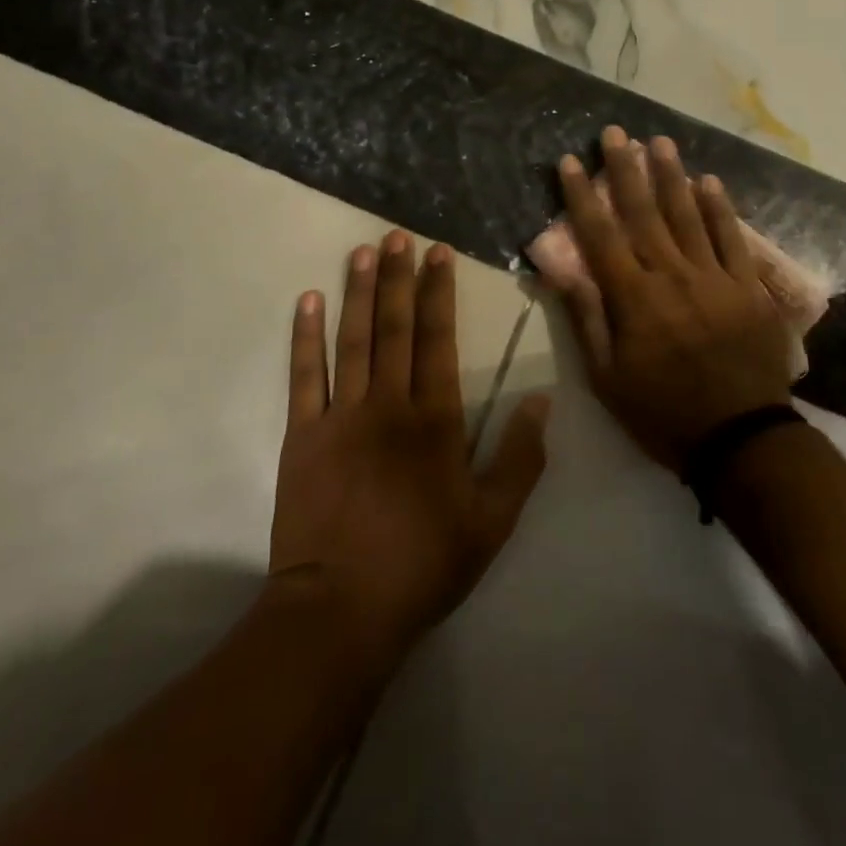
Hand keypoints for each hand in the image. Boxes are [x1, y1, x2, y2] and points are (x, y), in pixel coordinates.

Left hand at [269, 231, 550, 658]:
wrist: (341, 609)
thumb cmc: (423, 564)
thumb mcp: (492, 521)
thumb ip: (520, 458)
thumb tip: (542, 400)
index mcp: (434, 420)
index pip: (438, 339)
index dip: (438, 292)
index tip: (436, 254)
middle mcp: (388, 404)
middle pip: (395, 327)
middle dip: (398, 278)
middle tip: (397, 236)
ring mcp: (341, 416)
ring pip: (352, 340)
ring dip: (358, 293)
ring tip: (361, 251)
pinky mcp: (302, 435)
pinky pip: (304, 376)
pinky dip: (305, 337)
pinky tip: (307, 302)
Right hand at [548, 128, 791, 471]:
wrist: (740, 438)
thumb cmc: (662, 413)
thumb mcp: (607, 379)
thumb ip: (586, 319)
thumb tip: (562, 270)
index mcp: (633, 299)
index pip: (600, 236)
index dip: (583, 197)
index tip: (571, 162)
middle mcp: (672, 276)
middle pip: (644, 214)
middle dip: (626, 170)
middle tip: (616, 133)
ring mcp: (714, 278)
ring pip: (688, 215)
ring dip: (672, 176)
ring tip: (660, 142)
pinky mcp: (748, 287)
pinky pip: (732, 238)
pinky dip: (720, 208)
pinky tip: (709, 181)